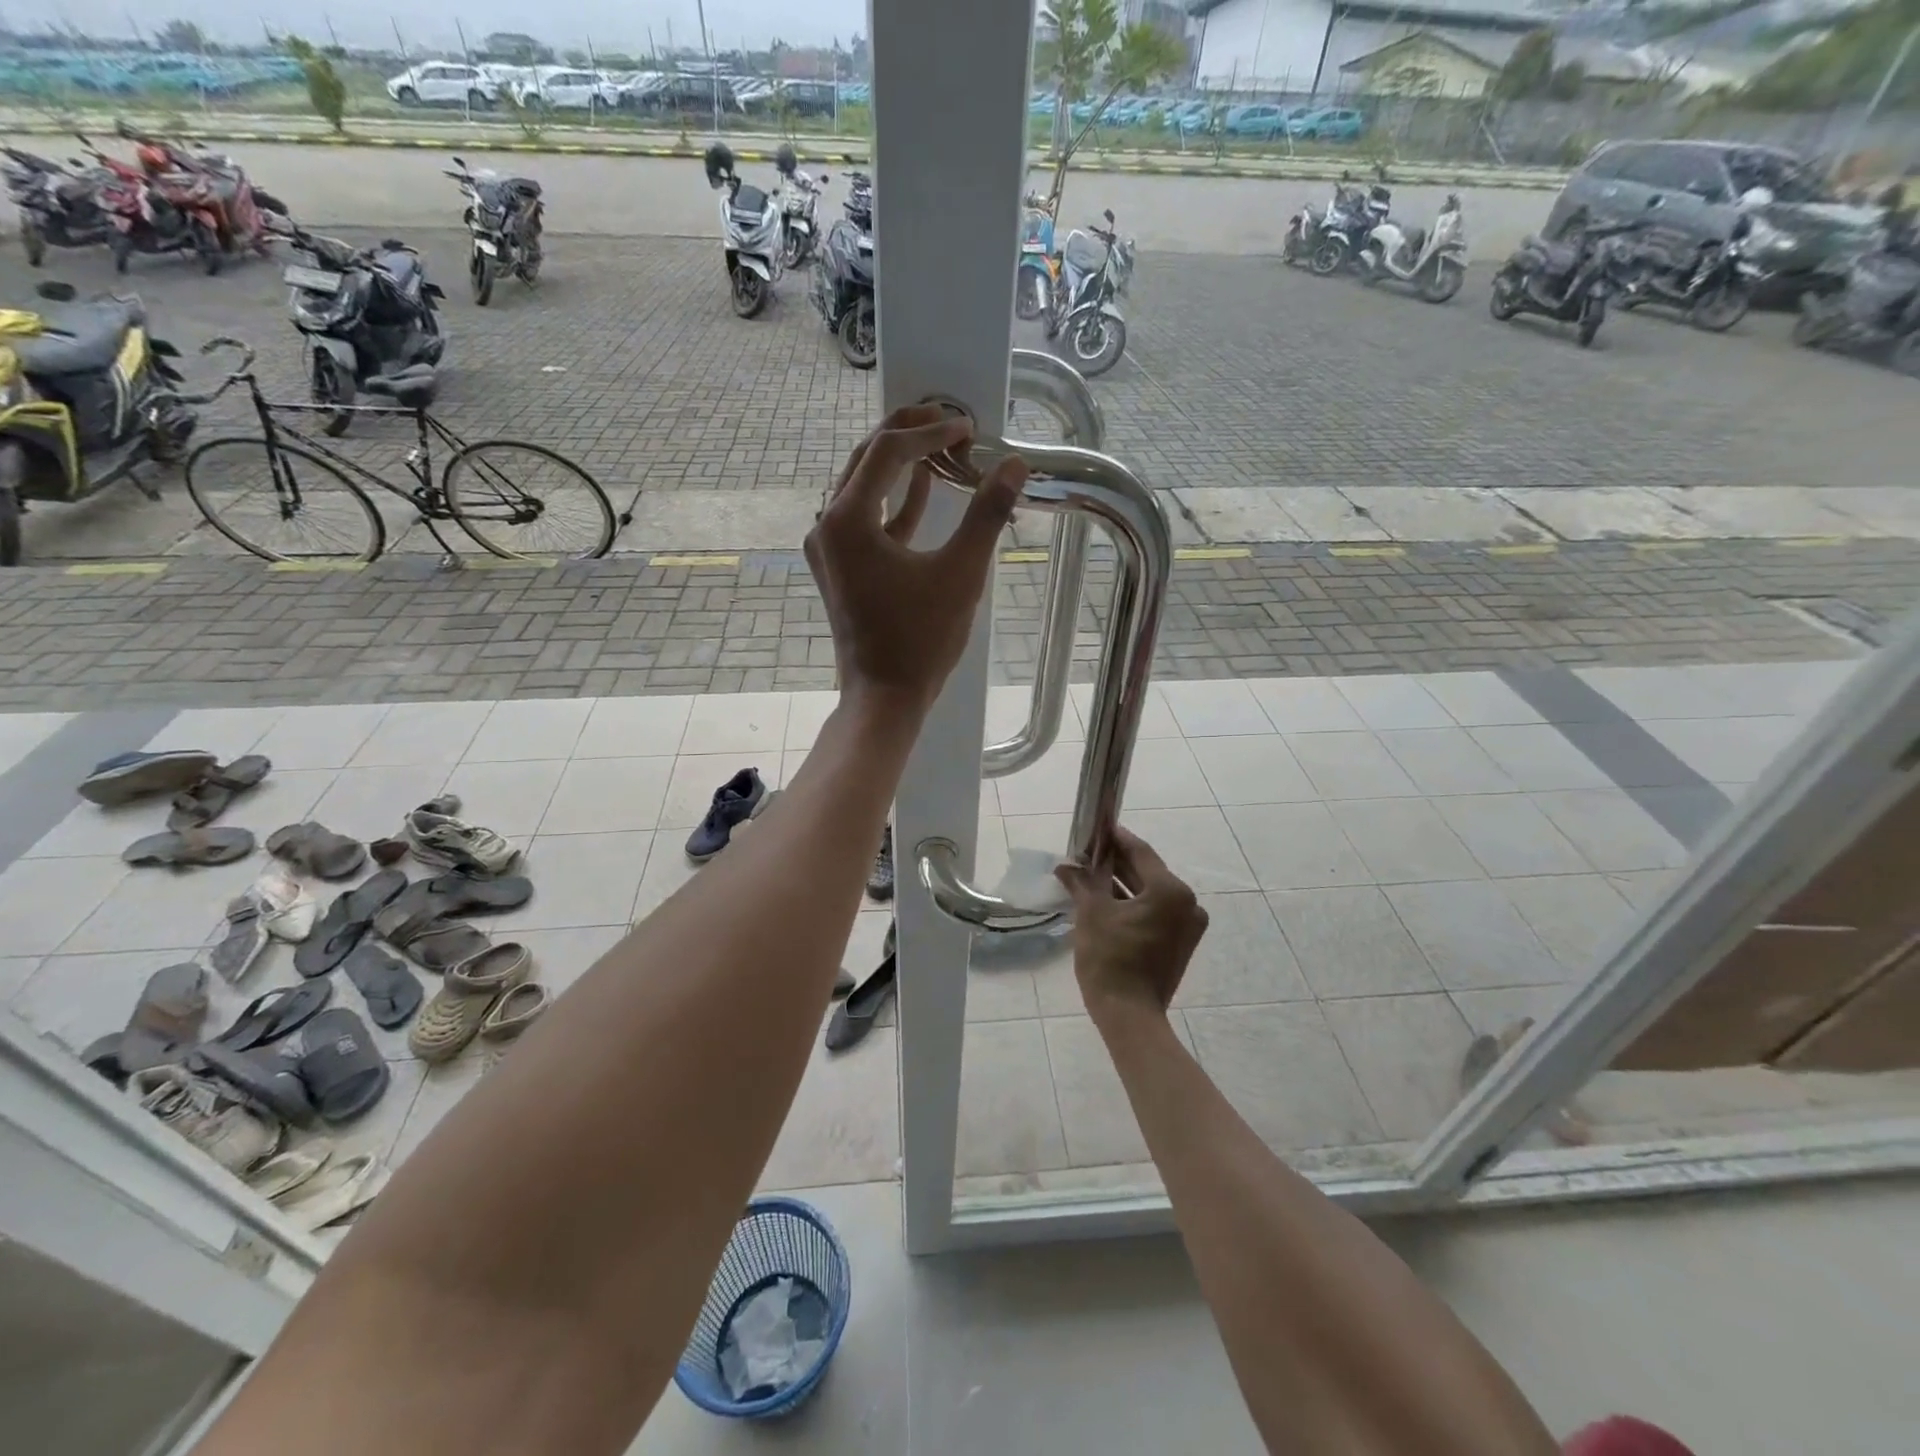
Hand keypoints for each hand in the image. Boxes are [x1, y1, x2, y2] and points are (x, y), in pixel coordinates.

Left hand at [806, 406, 1026, 714]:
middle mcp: (828, 526)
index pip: (889, 452)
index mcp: (848, 520)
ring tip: (941, 446)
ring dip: (901, 465)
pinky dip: (894, 501)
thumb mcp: (961, 573)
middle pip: (866, 459)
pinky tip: (925, 487)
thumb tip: (1015, 465)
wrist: (884, 697)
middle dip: (907, 433)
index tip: (967, 428)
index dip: (930, 432)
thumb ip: (987, 514)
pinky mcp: (840, 567)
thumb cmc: (921, 639)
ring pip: (863, 486)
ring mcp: (829, 548)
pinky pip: (866, 519)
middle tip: (948, 418)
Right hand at [1055, 827, 1208, 1025]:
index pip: (1140, 852)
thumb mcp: (1091, 914)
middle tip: (1087, 852)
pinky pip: (1154, 912)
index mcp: (1171, 891)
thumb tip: (1065, 866)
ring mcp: (1186, 926)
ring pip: (1149, 893)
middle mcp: (1187, 904)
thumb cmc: (1110, 958)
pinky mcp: (1179, 943)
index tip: (1097, 827)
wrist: (1129, 1015)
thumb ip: (1082, 882)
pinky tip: (1104, 898)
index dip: (1116, 838)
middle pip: (1147, 872)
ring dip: (1121, 884)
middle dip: (1116, 862)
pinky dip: (1131, 904)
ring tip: (1090, 873)